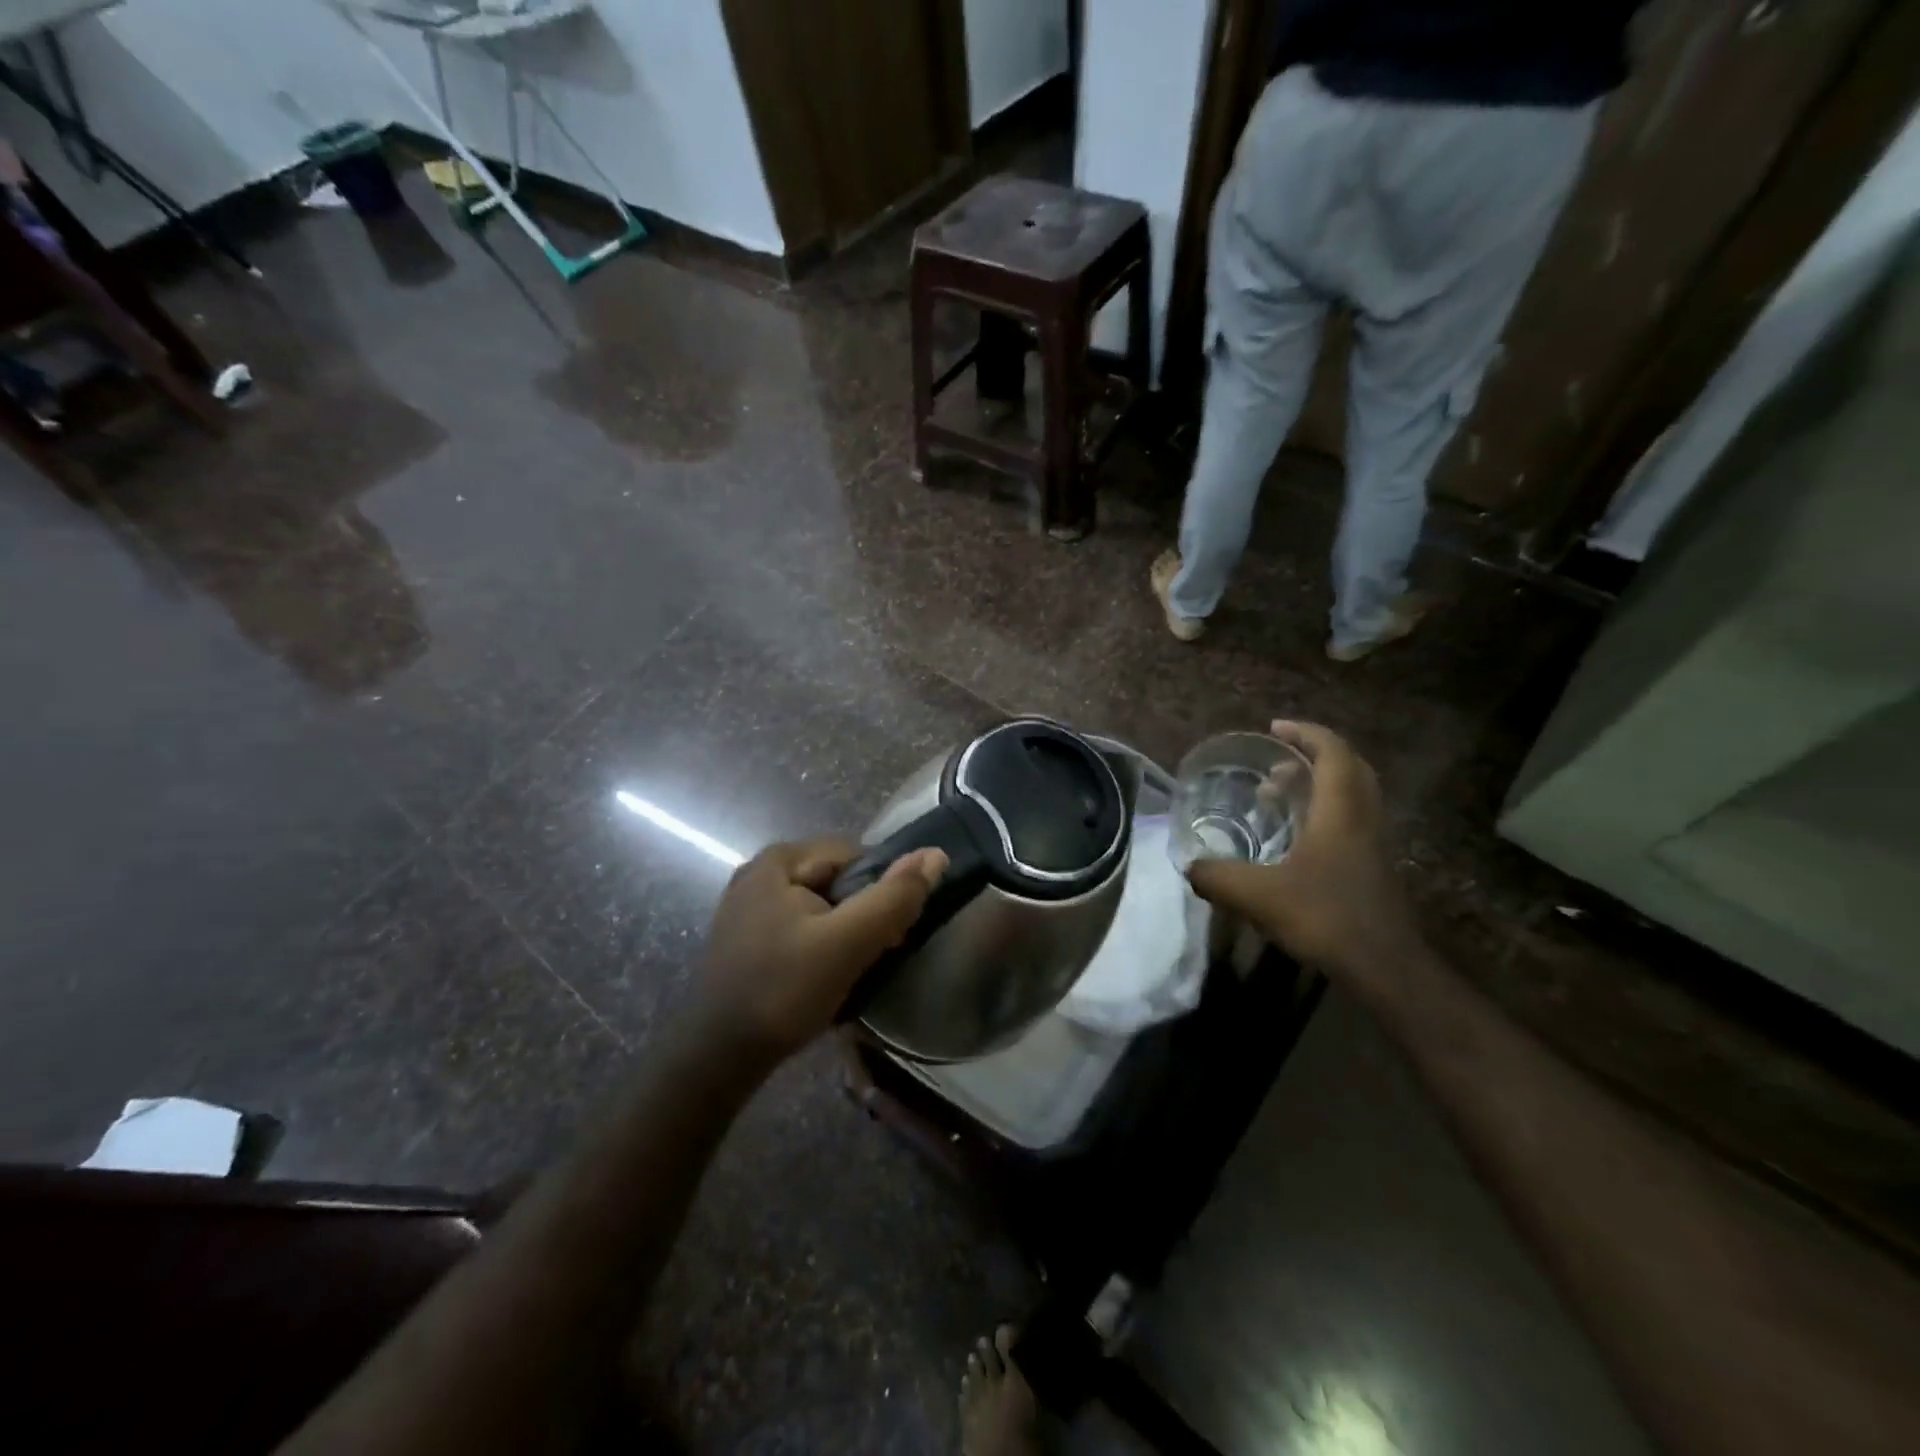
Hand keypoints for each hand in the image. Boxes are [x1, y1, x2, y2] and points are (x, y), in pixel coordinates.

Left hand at [696, 837, 946, 1059]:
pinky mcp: (746, 938)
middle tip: (874, 956)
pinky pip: (800, 927)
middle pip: (836, 879)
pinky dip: (820, 946)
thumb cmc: (783, 991)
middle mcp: (758, 873)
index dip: (882, 889)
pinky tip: (823, 978)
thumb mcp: (847, 942)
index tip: (891, 933)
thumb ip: (893, 898)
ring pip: (821, 906)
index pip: (855, 855)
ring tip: (850, 971)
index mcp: (778, 859)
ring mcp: (748, 907)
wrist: (717, 1059)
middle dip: (862, 913)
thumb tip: (936, 855)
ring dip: (844, 933)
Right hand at [1186, 722, 1418, 976]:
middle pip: (1348, 767)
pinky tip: (1293, 837)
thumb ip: (1217, 877)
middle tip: (1275, 760)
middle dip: (1312, 754)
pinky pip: (1350, 819)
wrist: (1384, 966)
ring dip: (1317, 784)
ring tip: (1277, 794)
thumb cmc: (1324, 917)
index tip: (1274, 728)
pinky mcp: (1372, 866)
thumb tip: (1189, 866)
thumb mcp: (1257, 896)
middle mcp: (1362, 818)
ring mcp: (1372, 842)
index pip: (1332, 752)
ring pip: (1351, 794)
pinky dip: (1323, 811)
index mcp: (1340, 811)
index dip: (1305, 733)